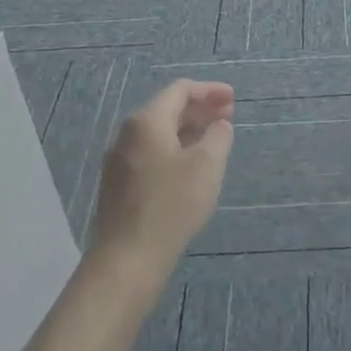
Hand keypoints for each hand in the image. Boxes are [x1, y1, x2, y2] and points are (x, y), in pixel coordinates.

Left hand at [88, 79, 234, 272]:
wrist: (126, 260)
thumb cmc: (171, 205)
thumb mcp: (207, 165)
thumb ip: (218, 136)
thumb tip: (218, 126)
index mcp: (147, 120)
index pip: (180, 90)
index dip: (210, 90)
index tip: (233, 100)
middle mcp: (127, 134)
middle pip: (168, 109)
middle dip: (200, 110)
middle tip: (228, 119)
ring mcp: (118, 161)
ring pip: (158, 134)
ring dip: (188, 132)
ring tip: (213, 144)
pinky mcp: (117, 186)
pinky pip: (150, 155)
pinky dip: (174, 151)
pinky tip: (189, 170)